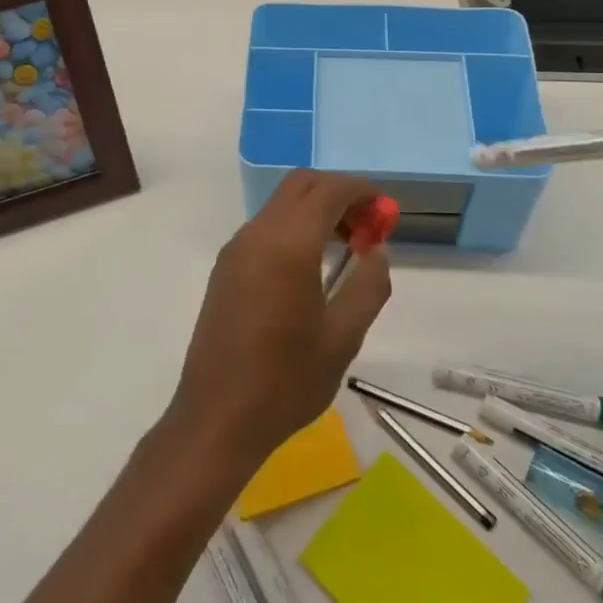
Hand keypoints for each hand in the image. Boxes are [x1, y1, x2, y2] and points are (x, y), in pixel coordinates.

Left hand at [168, 170, 393, 470]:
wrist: (217, 417)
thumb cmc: (286, 381)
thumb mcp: (343, 338)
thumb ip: (368, 285)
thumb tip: (377, 250)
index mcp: (288, 244)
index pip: (328, 189)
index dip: (361, 191)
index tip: (385, 210)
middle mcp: (257, 234)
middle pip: (301, 185)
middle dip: (338, 193)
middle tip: (366, 226)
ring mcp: (236, 249)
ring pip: (281, 205)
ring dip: (315, 210)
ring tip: (346, 248)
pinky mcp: (226, 268)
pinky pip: (266, 228)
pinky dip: (294, 228)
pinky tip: (311, 267)